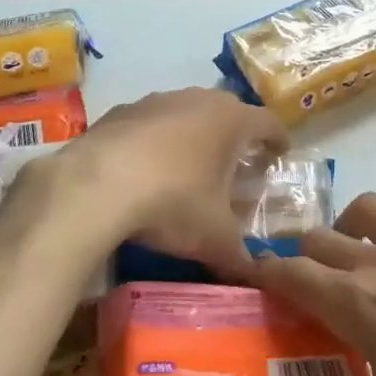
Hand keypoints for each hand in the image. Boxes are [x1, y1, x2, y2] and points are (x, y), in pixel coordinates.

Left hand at [24, 88, 287, 275]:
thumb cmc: (172, 202)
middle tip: (238, 162)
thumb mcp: (214, 238)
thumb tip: (256, 275)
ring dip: (194, 134)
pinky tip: (146, 168)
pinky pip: (150, 123)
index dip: (278, 139)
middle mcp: (198, 99)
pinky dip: (156, 140)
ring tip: (191, 165)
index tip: (281, 154)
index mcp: (231, 121)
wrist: (95, 186)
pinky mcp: (121, 111)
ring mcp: (156, 101)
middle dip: (236, 135)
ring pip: (187, 112)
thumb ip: (240, 256)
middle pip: (228, 111)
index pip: (268, 122)